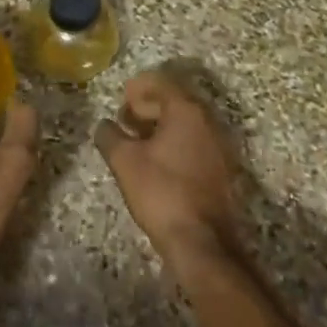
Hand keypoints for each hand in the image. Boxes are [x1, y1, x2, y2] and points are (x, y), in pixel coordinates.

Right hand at [95, 71, 244, 275]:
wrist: (202, 242)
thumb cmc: (161, 192)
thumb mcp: (125, 162)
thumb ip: (110, 136)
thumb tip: (104, 125)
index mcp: (187, 111)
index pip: (162, 84)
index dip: (139, 87)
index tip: (123, 95)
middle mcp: (208, 121)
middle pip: (176, 102)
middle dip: (149, 106)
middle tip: (126, 117)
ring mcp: (220, 146)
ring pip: (187, 124)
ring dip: (162, 125)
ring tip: (137, 139)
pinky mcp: (223, 169)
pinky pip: (196, 143)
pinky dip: (176, 142)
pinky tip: (158, 160)